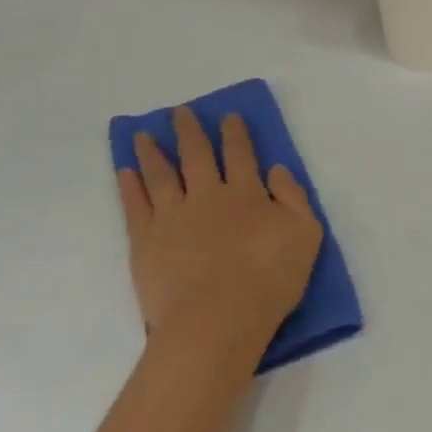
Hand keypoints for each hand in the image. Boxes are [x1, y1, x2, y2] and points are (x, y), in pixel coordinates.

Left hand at [118, 107, 323, 358]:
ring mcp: (172, 216)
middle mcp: (208, 195)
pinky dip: (130, 185)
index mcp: (247, 193)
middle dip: (190, 131)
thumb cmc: (270, 278)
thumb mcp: (306, 234)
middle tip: (180, 111)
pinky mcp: (145, 241)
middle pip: (197, 155)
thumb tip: (277, 169)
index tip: (228, 115)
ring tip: (142, 134)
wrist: (217, 320)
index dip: (235, 132)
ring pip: (161, 174)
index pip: (241, 154)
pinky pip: (135, 204)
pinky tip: (125, 171)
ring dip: (152, 151)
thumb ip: (294, 197)